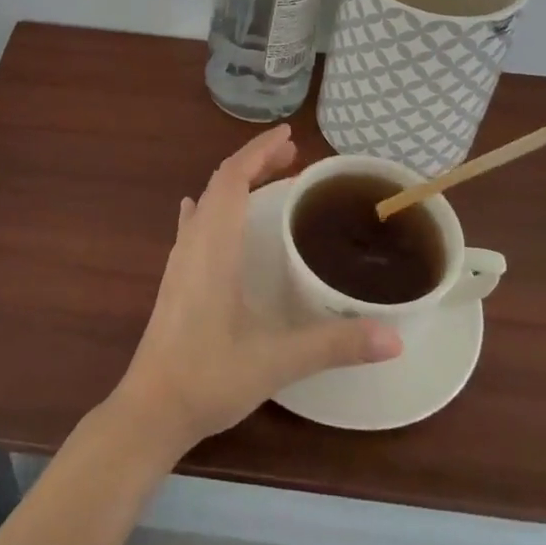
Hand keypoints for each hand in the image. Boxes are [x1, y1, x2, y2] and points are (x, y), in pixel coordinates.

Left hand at [110, 126, 402, 457]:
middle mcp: (194, 243)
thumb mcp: (276, 360)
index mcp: (215, 246)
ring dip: (235, 182)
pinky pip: (194, 225)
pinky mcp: (175, 280)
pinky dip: (211, 206)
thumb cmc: (209, 377)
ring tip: (267, 178)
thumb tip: (395, 337)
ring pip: (206, 202)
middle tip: (292, 156)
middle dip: (254, 162)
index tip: (288, 135)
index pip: (233, 178)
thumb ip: (334, 344)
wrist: (150, 409)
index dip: (258, 151)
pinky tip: (207, 213)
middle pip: (220, 183)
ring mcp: (180, 261)